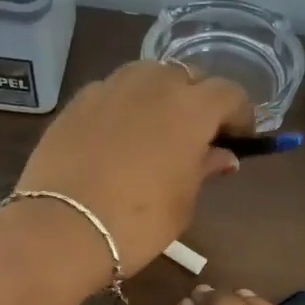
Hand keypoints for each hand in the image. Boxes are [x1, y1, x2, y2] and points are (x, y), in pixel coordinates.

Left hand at [16, 61, 253, 275]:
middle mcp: (154, 84)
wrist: (63, 228)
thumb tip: (222, 155)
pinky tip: (119, 135)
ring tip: (157, 128)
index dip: (240, 114)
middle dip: (199, 100)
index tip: (240, 138)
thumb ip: (204, 169)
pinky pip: (113, 91)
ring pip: (148, 75)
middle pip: (188, 76)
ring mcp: (111, 87)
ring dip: (161, 95)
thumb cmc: (138, 223)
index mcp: (191, 108)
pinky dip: (125, 105)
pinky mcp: (78, 101)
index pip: (230, 93)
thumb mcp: (183, 203)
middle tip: (198, 134)